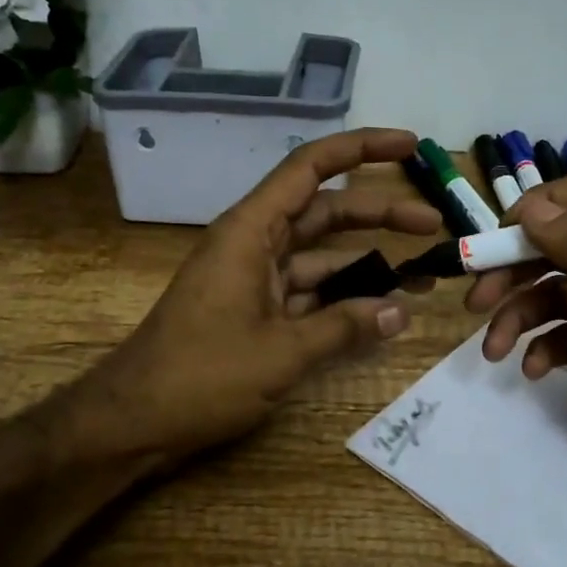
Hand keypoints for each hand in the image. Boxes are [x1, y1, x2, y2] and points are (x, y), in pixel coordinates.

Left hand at [54, 129, 439, 471]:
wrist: (134, 422)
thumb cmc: (200, 376)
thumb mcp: (280, 352)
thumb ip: (344, 328)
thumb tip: (400, 313)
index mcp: (251, 230)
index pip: (311, 168)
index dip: (361, 148)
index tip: (409, 145)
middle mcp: (254, 243)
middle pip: (325, 211)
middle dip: (379, 212)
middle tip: (433, 221)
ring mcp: (254, 277)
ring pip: (320, 253)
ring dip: (366, 259)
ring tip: (421, 270)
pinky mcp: (255, 309)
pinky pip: (307, 289)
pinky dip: (342, 295)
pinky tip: (379, 309)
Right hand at [466, 174, 566, 524]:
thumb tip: (530, 207)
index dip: (545, 207)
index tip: (504, 232)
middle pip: (562, 249)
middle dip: (517, 273)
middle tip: (477, 299)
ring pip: (555, 295)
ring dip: (520, 317)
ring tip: (493, 348)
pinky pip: (563, 334)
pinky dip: (543, 346)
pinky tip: (533, 369)